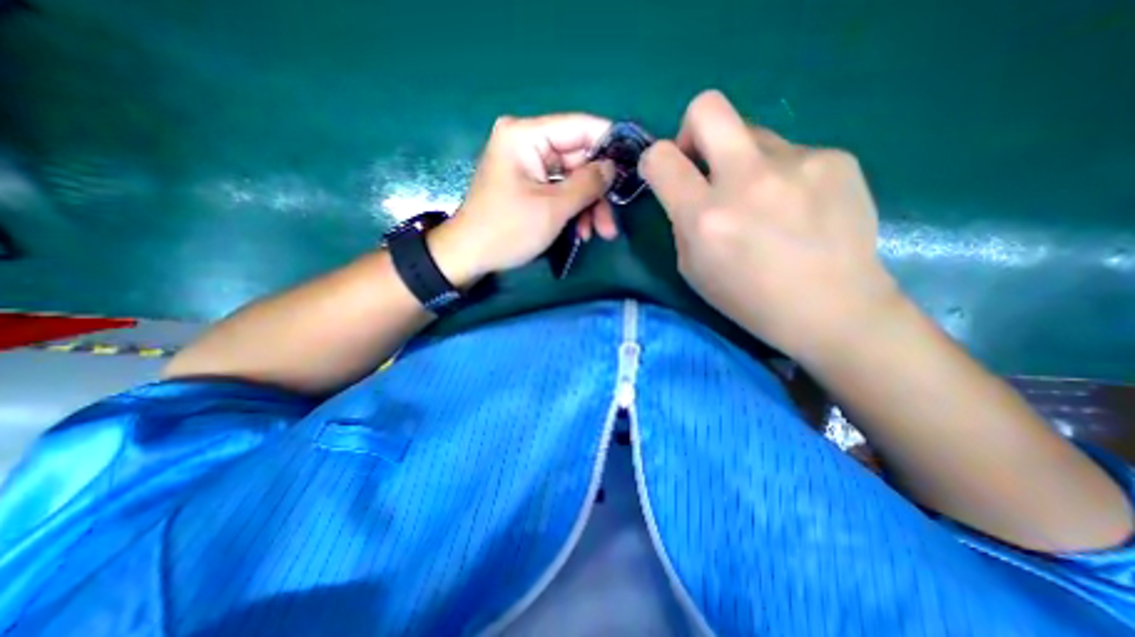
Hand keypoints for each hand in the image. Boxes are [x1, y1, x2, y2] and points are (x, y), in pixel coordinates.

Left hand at [427, 113, 618, 285]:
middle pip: (578, 159)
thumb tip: (613, 166)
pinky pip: (559, 191)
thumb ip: (588, 183)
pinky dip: (573, 210)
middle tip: (612, 222)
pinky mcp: (528, 184)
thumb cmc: (508, 230)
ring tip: (600, 234)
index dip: (611, 144)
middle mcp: (527, 142)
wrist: (470, 256)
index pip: (580, 127)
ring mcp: (527, 165)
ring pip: (572, 179)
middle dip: (598, 192)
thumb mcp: (553, 208)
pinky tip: (581, 232)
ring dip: (588, 206)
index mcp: (526, 135)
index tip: (636, 163)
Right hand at [643, 89, 900, 360]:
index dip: (654, 160)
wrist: (831, 308)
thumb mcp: (693, 269)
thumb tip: (688, 191)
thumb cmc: (749, 299)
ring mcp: (796, 163)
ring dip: (742, 160)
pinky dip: (780, 174)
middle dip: (692, 128)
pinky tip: (797, 207)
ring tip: (762, 199)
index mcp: (705, 216)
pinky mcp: (835, 158)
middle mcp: (746, 180)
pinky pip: (789, 153)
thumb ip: (682, 222)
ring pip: (751, 133)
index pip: (661, 158)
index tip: (663, 172)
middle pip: (707, 108)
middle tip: (703, 160)